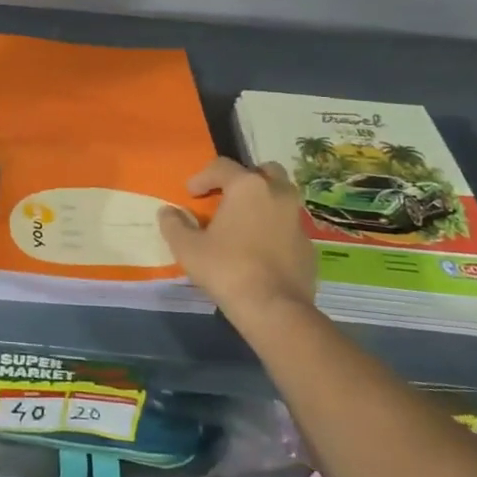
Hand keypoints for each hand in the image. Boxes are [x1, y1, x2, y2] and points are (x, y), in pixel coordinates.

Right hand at [159, 158, 316, 320]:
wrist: (274, 309)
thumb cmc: (227, 269)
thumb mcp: (187, 248)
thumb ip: (174, 224)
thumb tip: (168, 212)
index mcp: (248, 187)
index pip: (222, 167)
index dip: (202, 177)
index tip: (191, 195)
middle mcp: (278, 194)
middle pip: (263, 172)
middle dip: (243, 179)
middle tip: (226, 198)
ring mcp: (297, 220)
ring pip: (281, 198)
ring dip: (263, 202)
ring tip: (244, 223)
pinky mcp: (309, 246)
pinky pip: (288, 227)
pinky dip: (274, 229)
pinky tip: (260, 250)